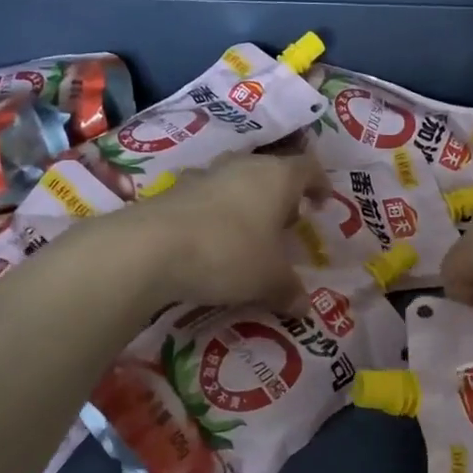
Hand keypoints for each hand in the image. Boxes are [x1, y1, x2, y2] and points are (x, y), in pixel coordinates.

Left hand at [128, 151, 329, 312]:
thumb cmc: (229, 253)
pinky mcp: (174, 191)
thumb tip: (304, 307)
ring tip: (250, 233)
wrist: (151, 248)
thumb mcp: (269, 280)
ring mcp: (205, 174)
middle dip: (282, 196)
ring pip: (236, 181)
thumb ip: (290, 290)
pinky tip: (212, 241)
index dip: (319, 184)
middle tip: (287, 224)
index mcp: (277, 177)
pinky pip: (206, 197)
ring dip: (247, 202)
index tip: (322, 203)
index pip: (308, 168)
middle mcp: (243, 166)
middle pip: (271, 171)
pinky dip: (216, 214)